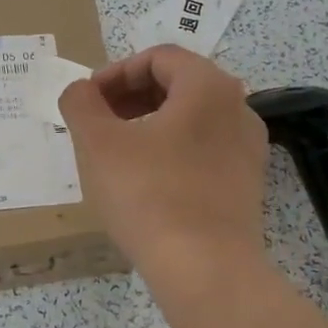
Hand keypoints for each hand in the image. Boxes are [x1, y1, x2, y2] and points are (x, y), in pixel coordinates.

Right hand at [58, 46, 270, 287]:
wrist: (206, 270)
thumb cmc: (149, 194)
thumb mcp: (98, 143)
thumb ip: (81, 103)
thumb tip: (79, 91)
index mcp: (208, 86)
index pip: (157, 58)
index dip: (114, 73)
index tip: (86, 101)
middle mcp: (238, 108)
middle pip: (176, 84)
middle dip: (129, 97)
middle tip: (96, 123)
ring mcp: (247, 148)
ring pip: (190, 119)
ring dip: (147, 124)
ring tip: (115, 153)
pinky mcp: (246, 184)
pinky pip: (202, 150)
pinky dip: (170, 151)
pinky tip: (144, 182)